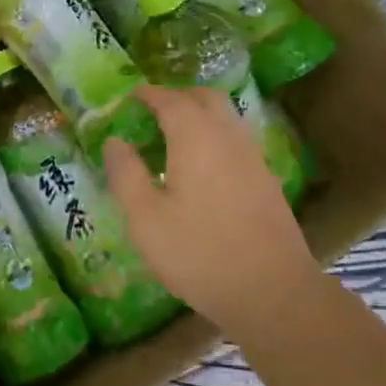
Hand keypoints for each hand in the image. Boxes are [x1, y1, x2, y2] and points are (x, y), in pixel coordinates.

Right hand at [102, 86, 321, 341]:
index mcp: (195, 137)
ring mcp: (252, 158)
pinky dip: (213, 136)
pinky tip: (199, 166)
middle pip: (205, 98)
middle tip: (150, 110)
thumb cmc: (198, 253)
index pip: (170, 99)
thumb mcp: (144, 218)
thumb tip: (115, 141)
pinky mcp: (265, 181)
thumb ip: (126, 173)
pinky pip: (235, 140)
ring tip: (171, 135)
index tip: (129, 96)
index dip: (148, 94)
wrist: (271, 291)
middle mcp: (227, 137)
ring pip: (225, 118)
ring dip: (198, 114)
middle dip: (177, 95)